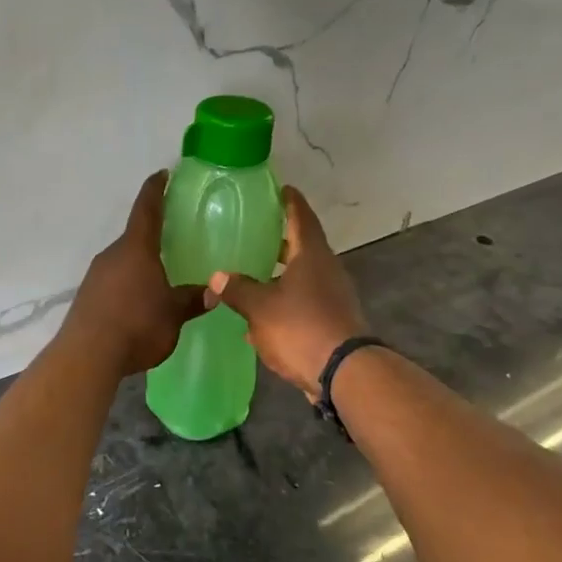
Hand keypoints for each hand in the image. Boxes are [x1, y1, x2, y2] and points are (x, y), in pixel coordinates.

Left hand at [64, 172, 207, 376]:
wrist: (87, 355)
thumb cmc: (137, 324)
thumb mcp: (173, 314)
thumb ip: (192, 300)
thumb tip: (213, 291)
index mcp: (136, 249)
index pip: (147, 209)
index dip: (155, 190)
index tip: (162, 175)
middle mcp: (112, 255)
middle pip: (135, 238)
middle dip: (153, 237)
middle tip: (173, 239)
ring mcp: (95, 276)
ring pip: (123, 262)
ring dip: (140, 265)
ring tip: (159, 277)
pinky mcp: (87, 297)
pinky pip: (113, 282)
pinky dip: (127, 286)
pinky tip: (138, 304)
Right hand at [207, 186, 365, 400]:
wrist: (343, 373)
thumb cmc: (301, 328)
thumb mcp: (260, 307)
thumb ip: (238, 290)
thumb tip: (217, 277)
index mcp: (311, 256)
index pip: (301, 217)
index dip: (290, 202)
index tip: (281, 188)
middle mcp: (326, 270)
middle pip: (302, 247)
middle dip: (280, 241)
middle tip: (256, 233)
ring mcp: (332, 297)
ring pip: (302, 277)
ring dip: (280, 275)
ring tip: (252, 275)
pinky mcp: (332, 322)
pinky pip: (303, 303)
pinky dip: (284, 303)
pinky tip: (261, 317)